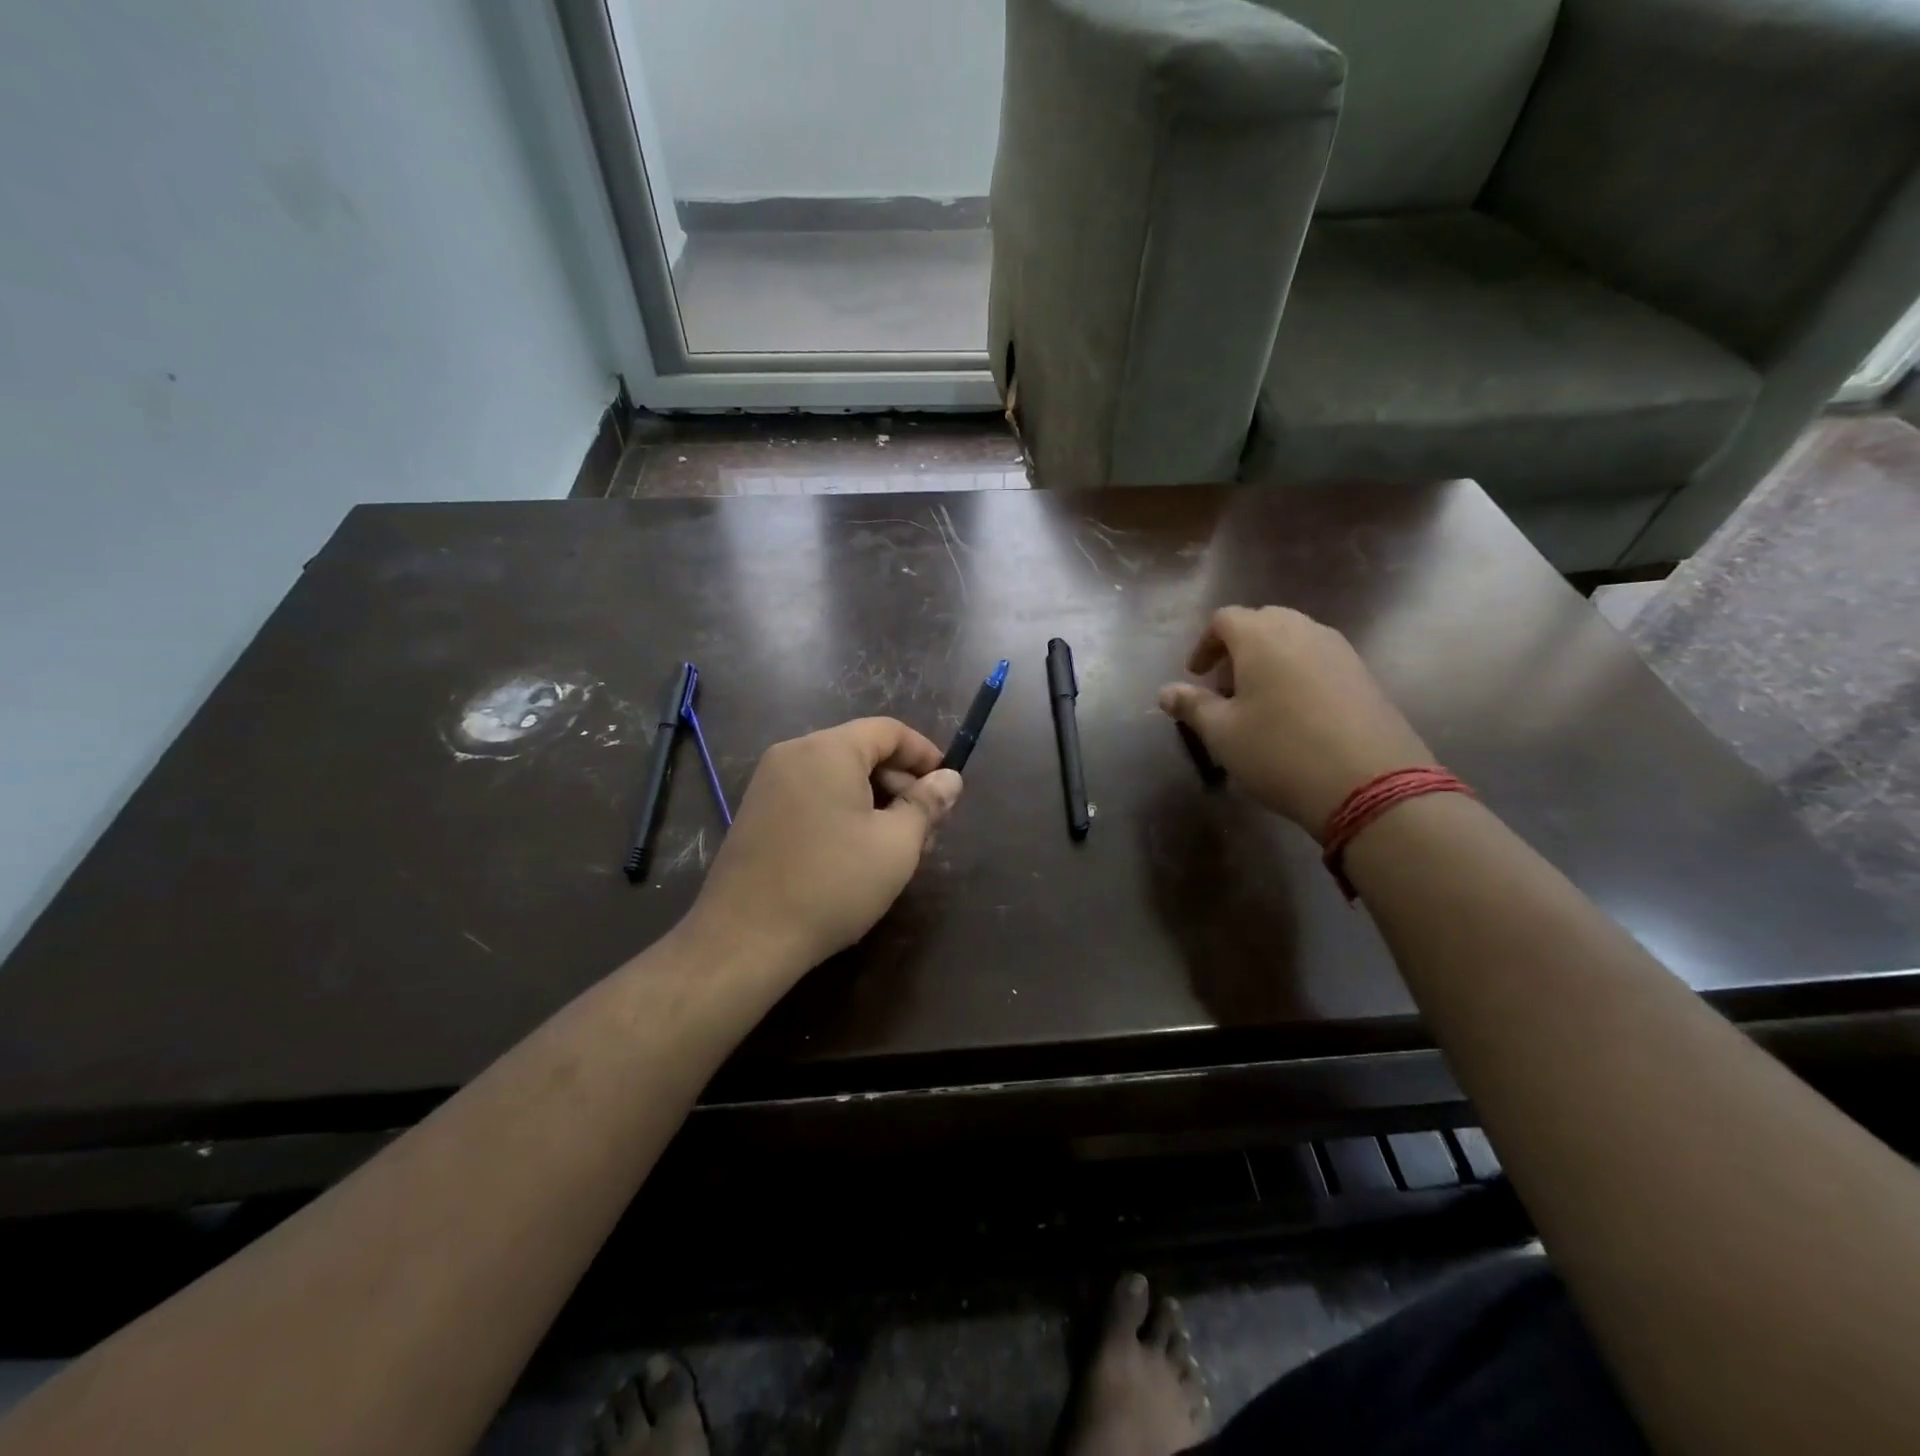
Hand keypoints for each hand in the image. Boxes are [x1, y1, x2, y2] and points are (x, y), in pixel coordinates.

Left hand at [684, 717, 962, 976]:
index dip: (925, 754)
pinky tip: (858, 853)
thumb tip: (950, 779)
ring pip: (838, 777)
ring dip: (875, 802)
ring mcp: (769, 784)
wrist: (745, 938)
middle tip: (927, 829)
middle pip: (862, 751)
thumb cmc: (832, 884)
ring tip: (898, 848)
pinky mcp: (757, 813)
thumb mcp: (895, 845)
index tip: (948, 787)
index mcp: (828, 750)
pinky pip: (813, 796)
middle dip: (901, 784)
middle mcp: (794, 754)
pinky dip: (843, 812)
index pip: (888, 730)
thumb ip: (926, 804)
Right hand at [1158, 606, 1435, 832]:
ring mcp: (1338, 650)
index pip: (1224, 619)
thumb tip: (1165, 692)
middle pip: (1262, 622)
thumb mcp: (1223, 733)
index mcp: (1261, 637)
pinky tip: (1295, 713)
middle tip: (1225, 688)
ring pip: (1293, 639)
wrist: (1370, 782)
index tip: (1196, 676)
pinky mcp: (1363, 674)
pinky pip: (1319, 658)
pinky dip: (1297, 672)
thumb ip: (1192, 706)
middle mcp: (1302, 630)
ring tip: (1259, 702)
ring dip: (1268, 660)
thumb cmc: (1280, 751)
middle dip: (1237, 649)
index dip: (1204, 644)